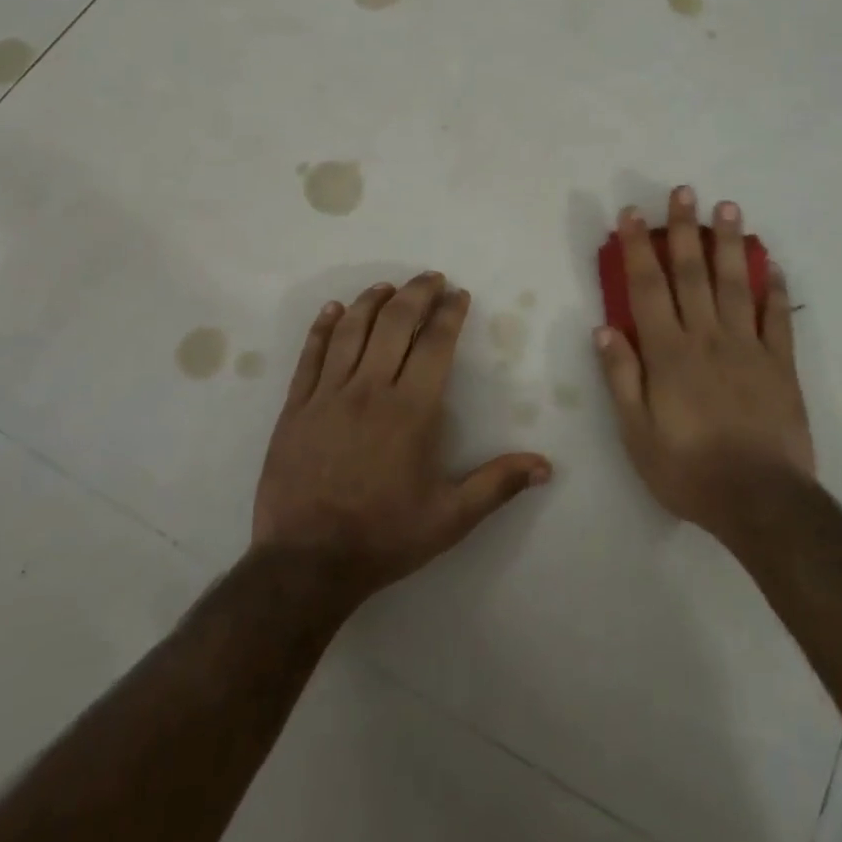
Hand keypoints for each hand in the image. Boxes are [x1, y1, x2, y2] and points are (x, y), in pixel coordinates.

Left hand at [252, 273, 552, 600]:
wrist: (305, 563)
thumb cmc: (384, 537)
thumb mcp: (450, 518)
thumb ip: (497, 484)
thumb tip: (546, 466)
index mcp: (411, 410)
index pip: (435, 343)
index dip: (449, 312)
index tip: (459, 294)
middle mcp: (370, 389)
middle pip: (394, 322)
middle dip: (416, 293)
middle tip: (431, 278)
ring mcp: (327, 395)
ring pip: (352, 330)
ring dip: (372, 301)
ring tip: (388, 286)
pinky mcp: (295, 407)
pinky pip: (310, 355)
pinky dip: (323, 327)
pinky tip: (334, 310)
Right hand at [594, 187, 814, 536]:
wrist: (759, 500)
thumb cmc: (688, 470)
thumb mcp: (636, 433)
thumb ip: (621, 378)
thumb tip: (604, 329)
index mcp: (668, 354)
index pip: (647, 288)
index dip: (637, 248)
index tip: (632, 215)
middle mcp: (707, 338)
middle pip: (692, 274)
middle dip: (684, 230)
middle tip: (684, 191)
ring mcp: (748, 348)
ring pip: (736, 284)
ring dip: (729, 244)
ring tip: (727, 208)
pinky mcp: (781, 365)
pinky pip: (778, 318)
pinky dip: (776, 289)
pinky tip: (772, 264)